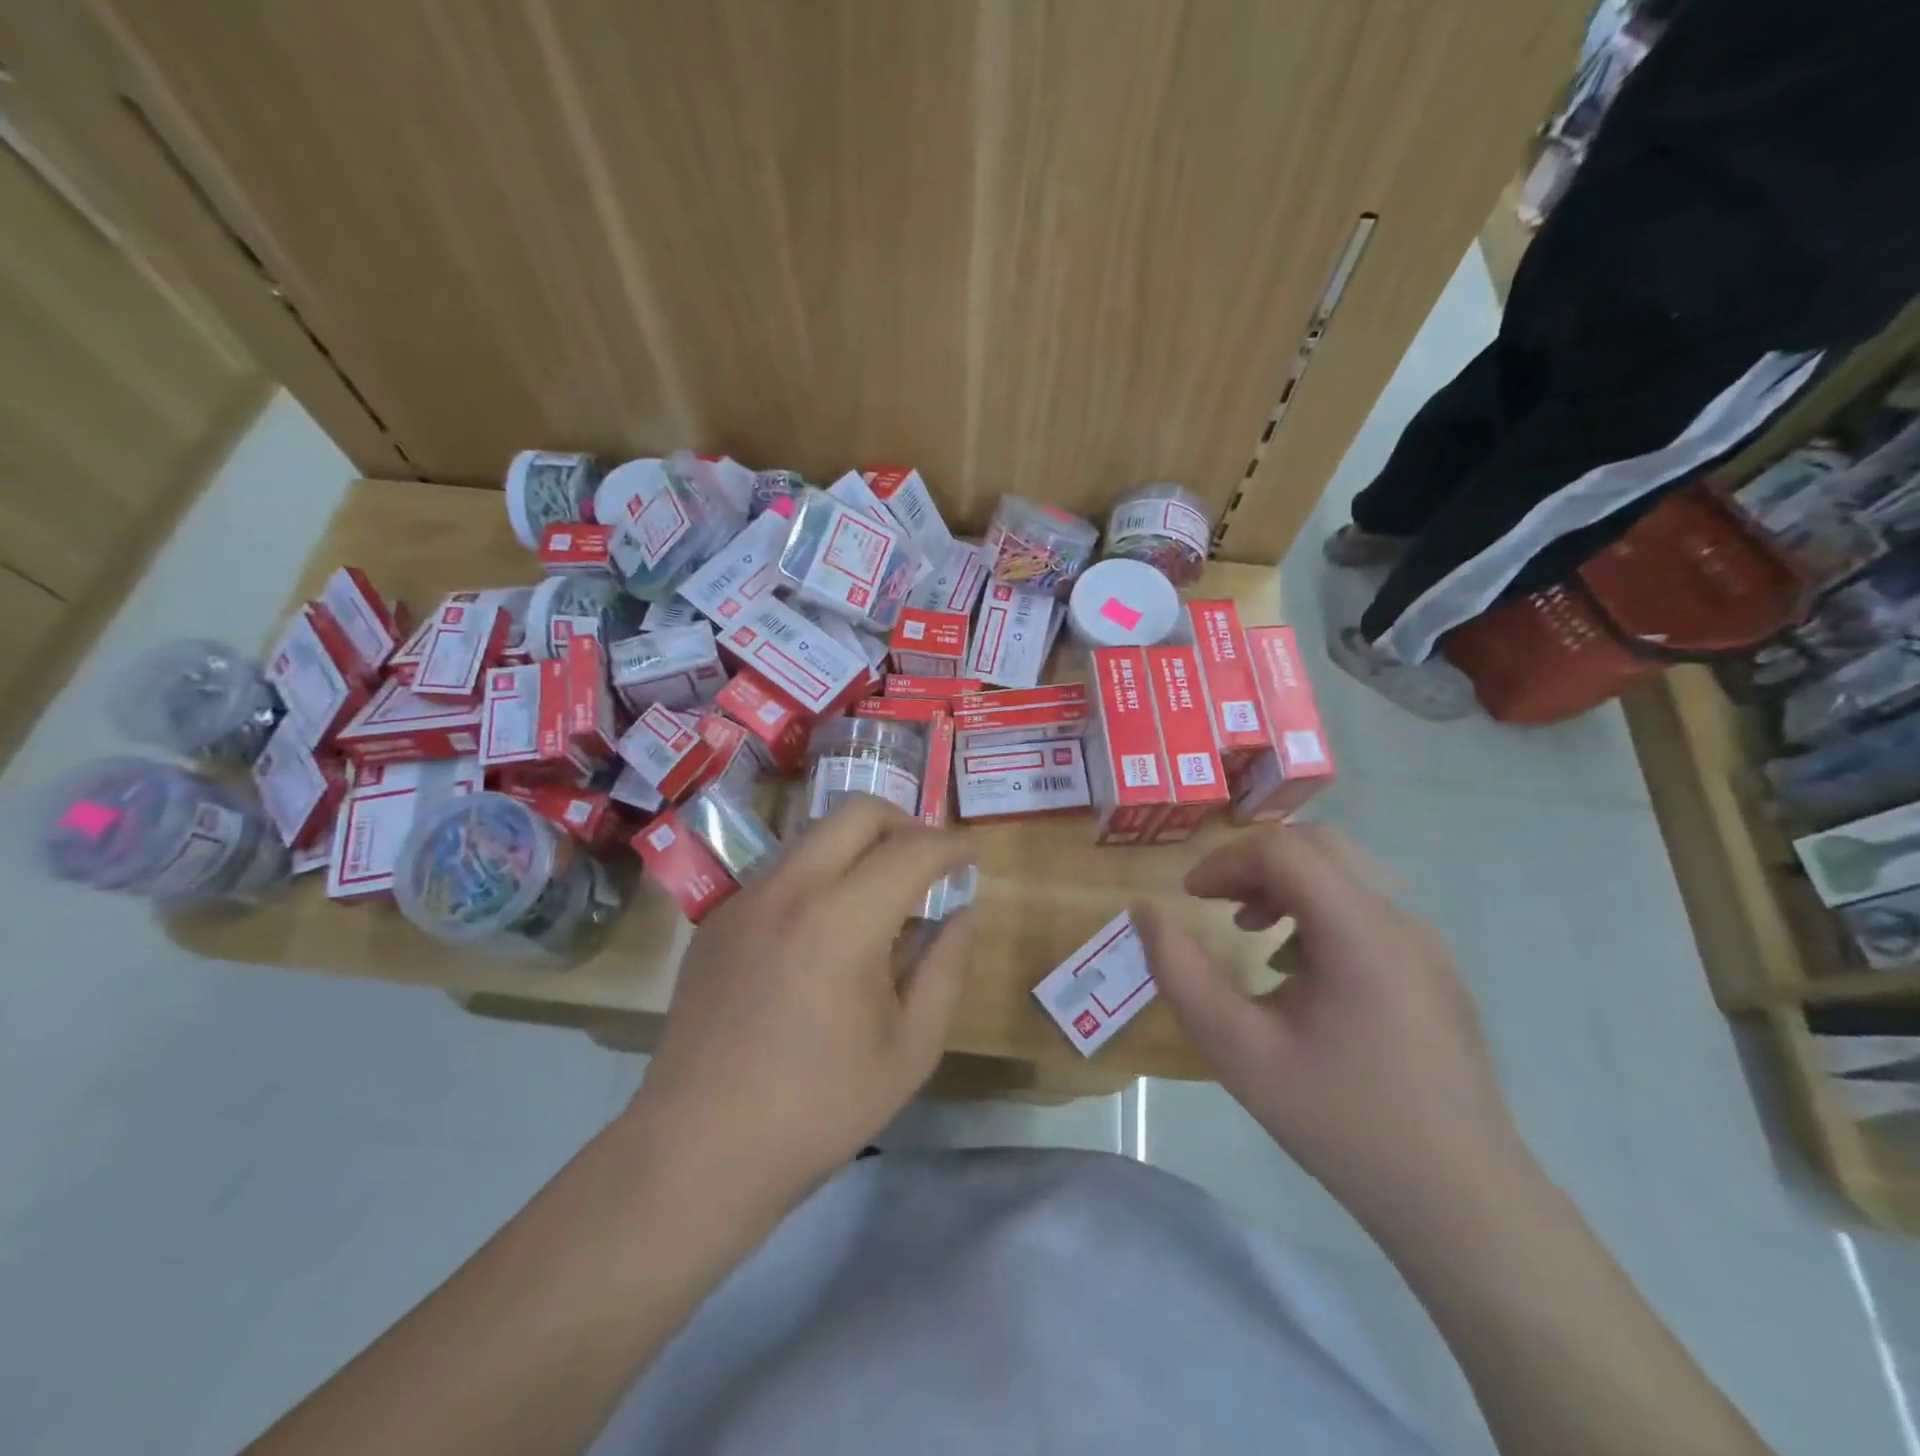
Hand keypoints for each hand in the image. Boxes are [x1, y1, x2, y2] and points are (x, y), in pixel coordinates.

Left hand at [632, 797, 976, 1213]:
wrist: (698, 1150)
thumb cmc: (818, 1108)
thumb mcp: (910, 1049)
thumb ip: (946, 969)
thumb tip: (964, 914)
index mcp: (841, 920)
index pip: (912, 851)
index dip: (953, 845)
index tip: (975, 854)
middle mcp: (789, 888)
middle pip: (857, 812)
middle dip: (905, 822)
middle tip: (928, 863)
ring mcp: (745, 898)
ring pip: (815, 835)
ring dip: (859, 847)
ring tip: (879, 899)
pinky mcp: (717, 918)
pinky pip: (781, 870)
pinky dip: (819, 876)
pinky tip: (824, 933)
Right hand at [1133, 824, 1529, 1231]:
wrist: (1462, 1204)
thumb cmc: (1341, 1122)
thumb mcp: (1238, 1051)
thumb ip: (1181, 974)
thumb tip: (1146, 912)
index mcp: (1360, 933)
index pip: (1284, 851)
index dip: (1225, 861)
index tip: (1191, 898)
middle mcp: (1400, 923)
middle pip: (1318, 849)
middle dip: (1255, 866)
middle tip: (1217, 906)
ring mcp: (1426, 947)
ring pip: (1344, 878)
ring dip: (1286, 890)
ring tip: (1250, 937)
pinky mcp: (1434, 973)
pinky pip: (1366, 915)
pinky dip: (1318, 917)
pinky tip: (1298, 974)